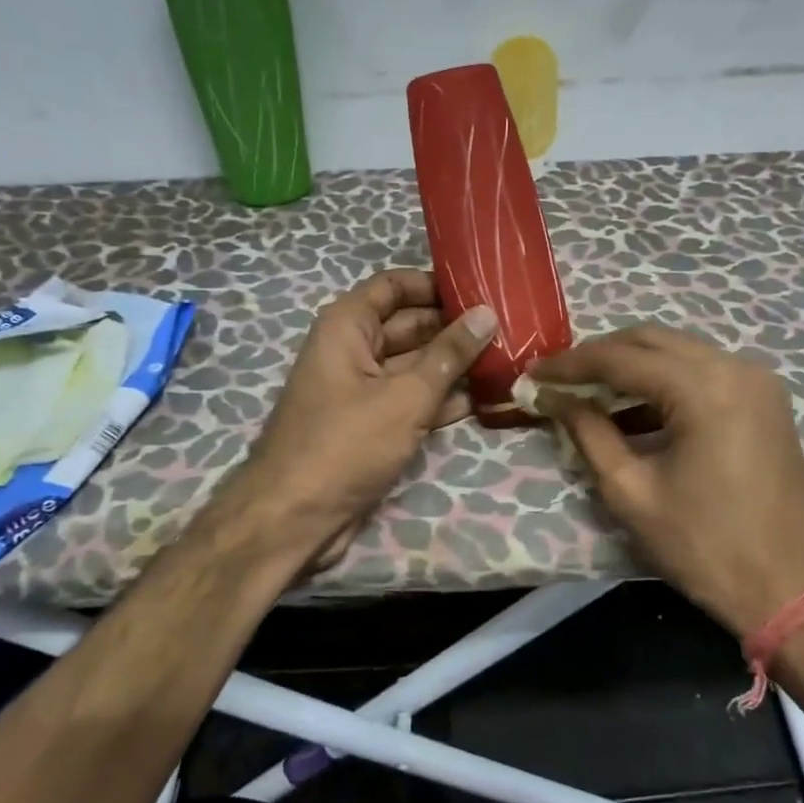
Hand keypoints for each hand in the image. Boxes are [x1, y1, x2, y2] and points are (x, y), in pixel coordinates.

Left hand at [244, 269, 497, 566]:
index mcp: (347, 327)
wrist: (295, 518)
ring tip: (506, 360)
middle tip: (508, 327)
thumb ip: (448, 354)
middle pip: (409, 326)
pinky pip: (410, 400)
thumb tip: (486, 313)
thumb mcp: (405, 396)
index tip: (481, 289)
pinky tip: (481, 400)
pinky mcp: (371, 426)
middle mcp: (352, 350)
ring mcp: (361, 390)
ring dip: (453, 367)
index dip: (434, 284)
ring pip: (414, 366)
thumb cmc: (346, 444)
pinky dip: (440, 400)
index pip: (394, 286)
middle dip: (453, 328)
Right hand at [530, 325, 803, 636]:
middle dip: (600, 354)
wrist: (792, 591)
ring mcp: (756, 381)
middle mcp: (735, 368)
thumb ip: (588, 433)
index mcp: (704, 389)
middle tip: (560, 378)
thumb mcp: (632, 492)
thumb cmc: (705, 546)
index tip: (534, 374)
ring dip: (631, 364)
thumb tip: (553, 398)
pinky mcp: (765, 400)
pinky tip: (635, 406)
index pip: (621, 358)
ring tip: (589, 390)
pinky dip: (664, 380)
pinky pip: (702, 371)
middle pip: (651, 340)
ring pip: (677, 351)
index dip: (571, 364)